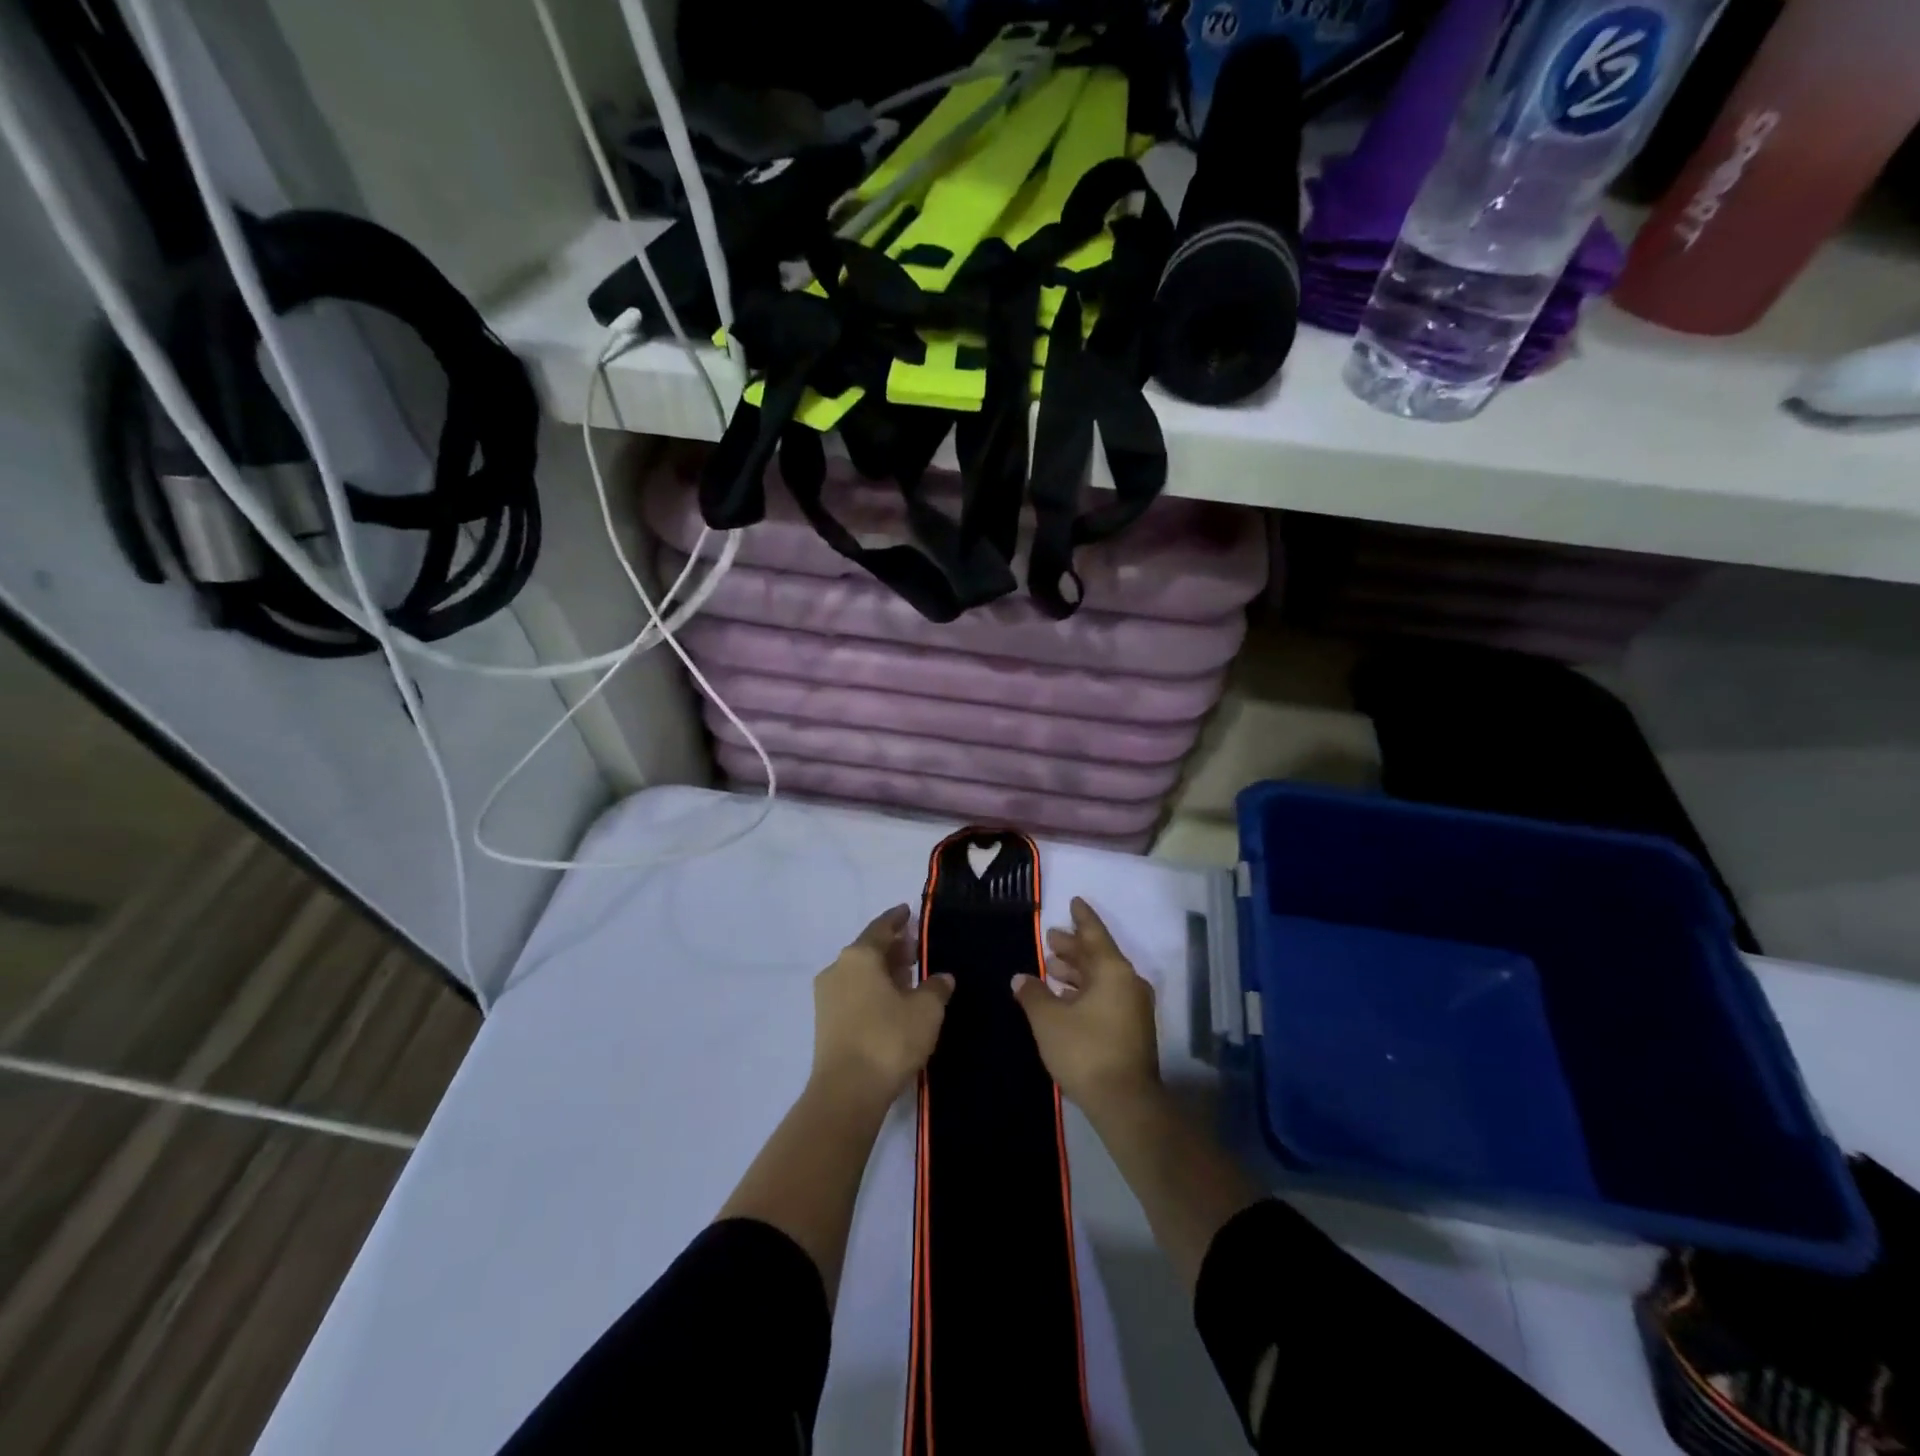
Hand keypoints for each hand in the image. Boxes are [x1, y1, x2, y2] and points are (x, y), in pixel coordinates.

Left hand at [810, 906, 953, 1111]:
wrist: (847, 1092)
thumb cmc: (888, 1039)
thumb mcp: (926, 1010)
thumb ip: (936, 987)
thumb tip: (942, 977)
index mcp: (859, 955)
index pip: (882, 927)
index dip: (897, 919)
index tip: (909, 911)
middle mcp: (838, 968)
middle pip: (869, 949)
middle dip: (892, 947)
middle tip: (916, 948)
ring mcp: (827, 996)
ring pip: (860, 973)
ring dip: (883, 971)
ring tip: (908, 977)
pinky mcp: (825, 1022)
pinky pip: (854, 993)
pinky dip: (872, 990)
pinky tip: (892, 1002)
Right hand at [1012, 898, 1159, 1121]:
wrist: (1125, 1103)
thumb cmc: (1085, 1050)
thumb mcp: (1048, 1019)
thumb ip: (1033, 993)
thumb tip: (1021, 977)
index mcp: (1113, 971)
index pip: (1094, 933)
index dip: (1082, 917)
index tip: (1074, 901)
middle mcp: (1128, 982)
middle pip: (1098, 955)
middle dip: (1074, 946)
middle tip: (1051, 938)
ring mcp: (1133, 1007)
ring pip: (1102, 977)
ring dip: (1077, 971)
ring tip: (1051, 967)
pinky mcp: (1132, 1029)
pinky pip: (1106, 995)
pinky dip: (1085, 990)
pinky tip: (1064, 998)